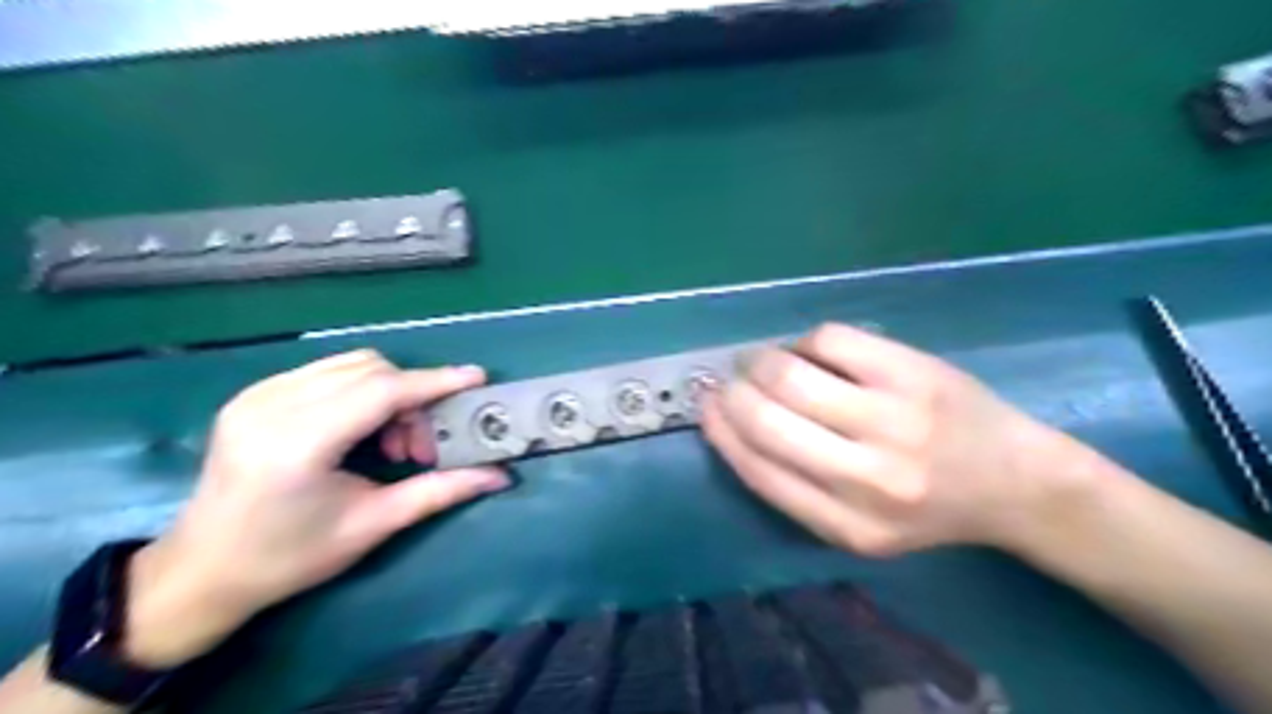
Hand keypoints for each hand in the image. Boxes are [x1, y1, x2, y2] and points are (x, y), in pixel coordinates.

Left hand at [122, 350, 511, 669]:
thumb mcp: (372, 525)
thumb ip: (440, 491)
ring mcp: (257, 395)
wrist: (200, 572)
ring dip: (388, 392)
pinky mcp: (253, 395)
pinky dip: (360, 391)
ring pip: (351, 365)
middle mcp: (272, 406)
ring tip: (392, 442)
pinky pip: (328, 372)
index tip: (476, 378)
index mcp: (298, 444)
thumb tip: (499, 475)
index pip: (381, 391)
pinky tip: (361, 429)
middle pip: (371, 370)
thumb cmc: (290, 558)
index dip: (434, 382)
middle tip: (421, 447)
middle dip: (413, 398)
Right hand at [700, 322, 1109, 556]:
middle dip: (733, 391)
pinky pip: (829, 339)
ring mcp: (894, 418)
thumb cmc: (926, 508)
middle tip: (729, 378)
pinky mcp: (913, 371)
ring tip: (759, 360)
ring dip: (760, 360)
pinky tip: (812, 352)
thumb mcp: (857, 529)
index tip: (706, 406)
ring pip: (790, 374)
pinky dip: (805, 342)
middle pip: (767, 418)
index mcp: (847, 525)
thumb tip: (731, 421)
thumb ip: (794, 488)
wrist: (1017, 483)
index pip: (758, 468)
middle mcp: (868, 477)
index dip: (721, 430)